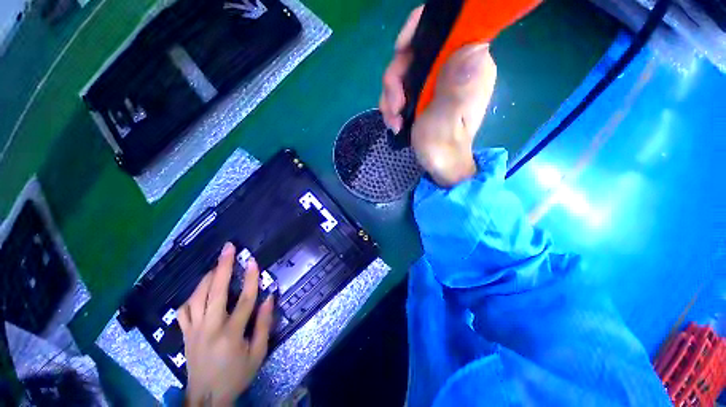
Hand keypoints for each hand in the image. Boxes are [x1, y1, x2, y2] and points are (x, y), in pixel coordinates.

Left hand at [178, 242, 273, 406]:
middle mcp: (209, 328)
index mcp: (230, 335)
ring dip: (208, 277)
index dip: (251, 279)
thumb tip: (269, 298)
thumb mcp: (258, 354)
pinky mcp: (184, 334)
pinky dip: (192, 295)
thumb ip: (264, 325)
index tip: (253, 261)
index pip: (245, 300)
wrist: (206, 398)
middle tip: (228, 248)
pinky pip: (183, 309)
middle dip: (223, 267)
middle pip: (216, 292)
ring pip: (197, 297)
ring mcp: (193, 330)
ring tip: (218, 264)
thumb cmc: (236, 375)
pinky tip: (201, 289)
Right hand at [379, 5, 497, 186]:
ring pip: (403, 72)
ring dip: (391, 97)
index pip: (446, 27)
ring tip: (393, 121)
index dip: (418, 31)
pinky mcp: (424, 94)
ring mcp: (436, 81)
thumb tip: (474, 46)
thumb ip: (456, 88)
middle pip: (415, 51)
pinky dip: (392, 105)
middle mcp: (452, 67)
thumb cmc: (444, 147)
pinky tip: (394, 122)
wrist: (439, 165)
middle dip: (396, 79)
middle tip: (394, 106)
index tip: (400, 51)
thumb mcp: (447, 119)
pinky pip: (401, 88)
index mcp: (468, 66)